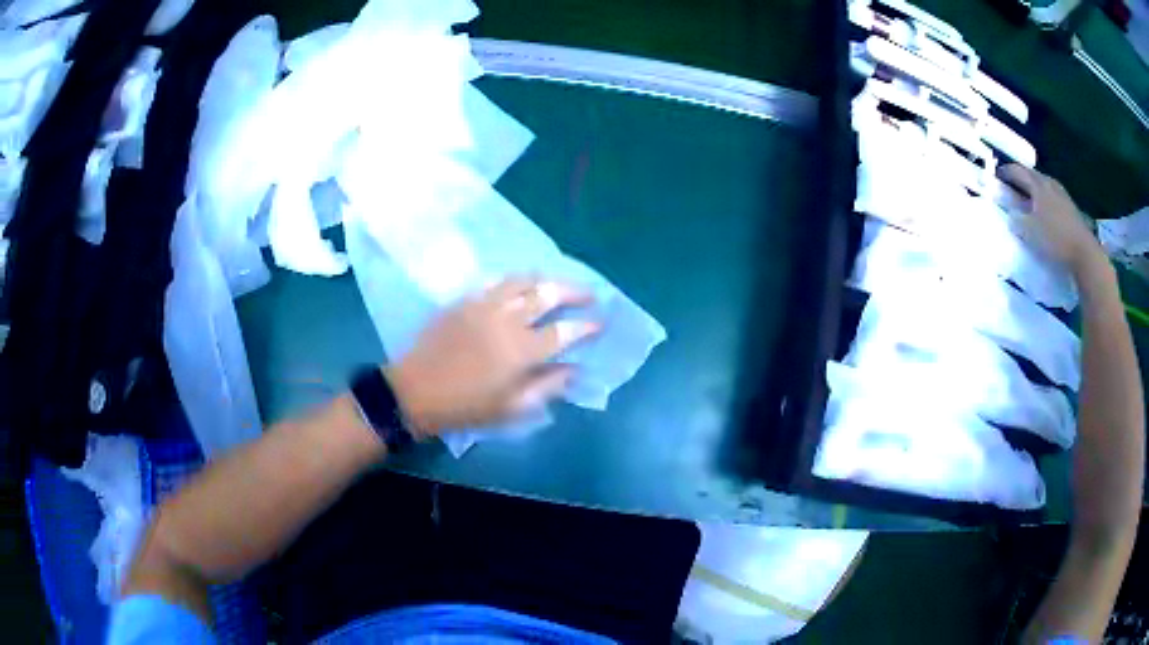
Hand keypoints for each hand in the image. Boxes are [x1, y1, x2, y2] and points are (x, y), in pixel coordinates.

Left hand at [384, 277, 601, 436]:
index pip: (564, 332)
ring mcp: (484, 305)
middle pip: (548, 294)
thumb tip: (573, 369)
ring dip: (546, 280)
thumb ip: (547, 387)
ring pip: (522, 280)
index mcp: (522, 351)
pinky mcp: (465, 300)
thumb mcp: (511, 409)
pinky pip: (495, 281)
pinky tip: (519, 285)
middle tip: (589, 293)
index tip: (600, 322)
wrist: (416, 391)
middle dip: (574, 291)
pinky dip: (514, 280)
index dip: (586, 326)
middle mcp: (507, 320)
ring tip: (556, 285)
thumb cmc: (466, 406)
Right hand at [998, 164, 1103, 277]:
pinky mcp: (1070, 207)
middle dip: (1021, 177)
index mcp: (1038, 185)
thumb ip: (1018, 221)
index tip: (997, 175)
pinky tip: (1045, 208)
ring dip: (1034, 187)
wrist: (1084, 252)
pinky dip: (1045, 198)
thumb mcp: (1031, 233)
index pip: (1018, 171)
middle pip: (1032, 174)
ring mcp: (1061, 194)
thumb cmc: (1055, 240)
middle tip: (1012, 185)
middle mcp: (1049, 184)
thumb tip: (1011, 214)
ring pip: (1043, 184)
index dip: (1006, 172)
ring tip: (1029, 197)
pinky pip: (1053, 195)